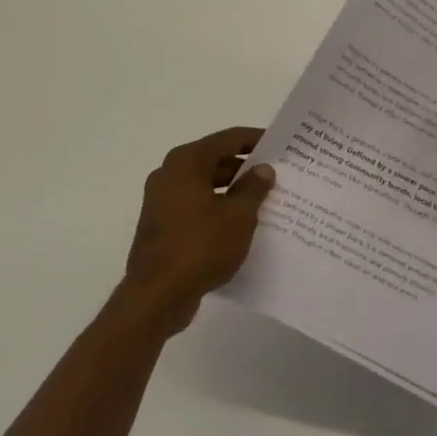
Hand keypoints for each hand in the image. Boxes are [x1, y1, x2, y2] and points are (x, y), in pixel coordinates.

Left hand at [122, 127, 275, 333]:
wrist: (156, 296)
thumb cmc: (200, 246)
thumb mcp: (238, 216)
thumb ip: (253, 188)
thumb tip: (263, 169)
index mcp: (186, 162)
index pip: (227, 139)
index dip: (254, 139)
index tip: (279, 143)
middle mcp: (169, 174)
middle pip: (214, 160)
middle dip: (244, 167)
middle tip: (275, 173)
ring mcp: (161, 201)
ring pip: (204, 185)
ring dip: (232, 190)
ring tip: (263, 200)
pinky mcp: (161, 226)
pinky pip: (195, 207)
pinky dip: (217, 209)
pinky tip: (239, 224)